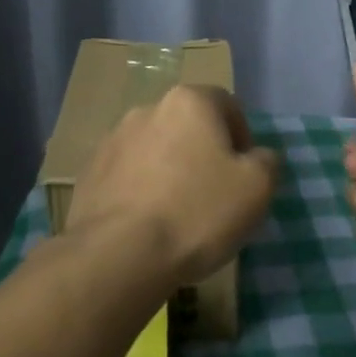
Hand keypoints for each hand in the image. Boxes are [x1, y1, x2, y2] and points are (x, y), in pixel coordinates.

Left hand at [65, 84, 280, 286]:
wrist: (118, 254)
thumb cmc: (197, 212)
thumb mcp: (257, 187)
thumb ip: (266, 161)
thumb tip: (256, 156)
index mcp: (189, 102)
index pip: (226, 104)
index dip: (242, 136)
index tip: (245, 173)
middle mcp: (147, 109)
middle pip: (188, 126)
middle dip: (203, 153)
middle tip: (215, 195)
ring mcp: (112, 140)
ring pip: (155, 150)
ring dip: (170, 171)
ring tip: (178, 214)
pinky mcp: (89, 173)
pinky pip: (127, 175)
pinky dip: (141, 190)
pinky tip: (147, 224)